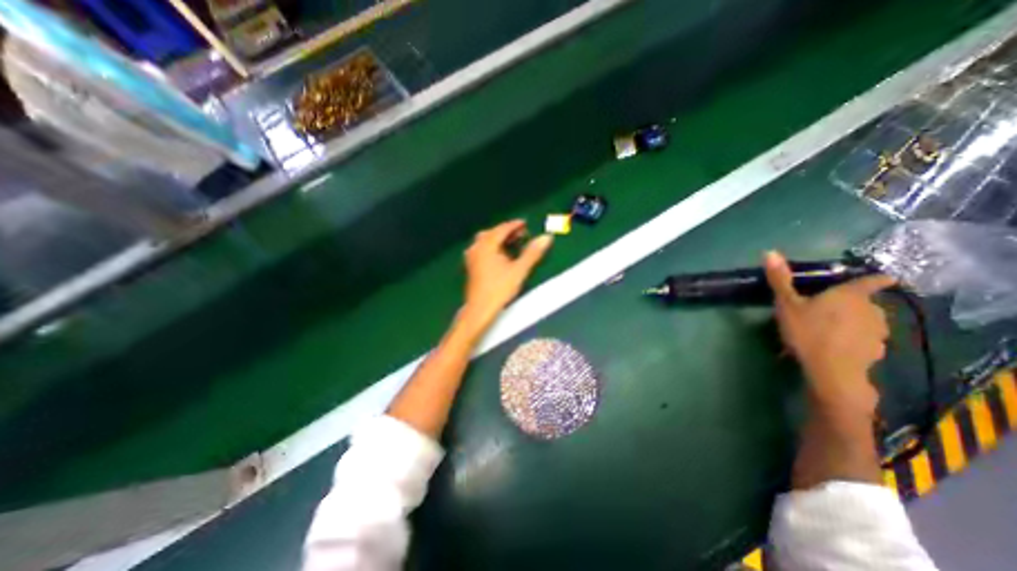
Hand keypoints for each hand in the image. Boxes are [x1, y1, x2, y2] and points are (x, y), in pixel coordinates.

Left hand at [462, 221, 552, 332]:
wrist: (480, 309)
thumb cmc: (499, 289)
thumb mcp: (520, 270)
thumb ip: (533, 253)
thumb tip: (546, 237)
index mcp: (487, 245)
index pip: (502, 228)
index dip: (515, 225)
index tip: (525, 224)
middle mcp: (476, 248)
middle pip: (493, 233)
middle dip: (507, 232)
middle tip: (522, 234)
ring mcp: (472, 257)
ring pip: (486, 241)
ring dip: (500, 240)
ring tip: (514, 244)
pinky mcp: (471, 266)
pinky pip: (482, 249)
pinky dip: (493, 248)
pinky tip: (502, 256)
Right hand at [764, 251, 896, 416]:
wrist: (831, 371)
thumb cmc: (808, 331)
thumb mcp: (787, 304)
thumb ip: (780, 279)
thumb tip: (770, 251)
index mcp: (850, 295)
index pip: (872, 280)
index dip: (875, 278)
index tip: (880, 278)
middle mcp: (872, 309)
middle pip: (866, 301)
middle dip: (852, 303)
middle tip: (828, 308)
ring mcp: (878, 331)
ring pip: (868, 320)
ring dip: (853, 321)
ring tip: (830, 329)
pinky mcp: (877, 350)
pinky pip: (866, 338)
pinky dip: (853, 339)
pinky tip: (835, 346)